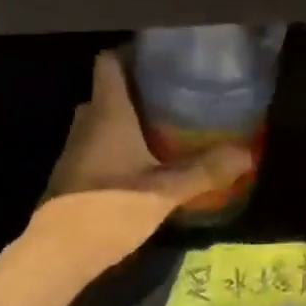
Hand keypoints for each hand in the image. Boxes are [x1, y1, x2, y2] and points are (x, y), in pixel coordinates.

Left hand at [31, 51, 252, 271]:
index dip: (131, 52)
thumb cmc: (111, 209)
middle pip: (108, 91)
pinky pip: (96, 147)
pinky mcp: (72, 176)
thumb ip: (205, 171)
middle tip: (173, 95)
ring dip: (127, 120)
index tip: (162, 56)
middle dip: (137, 90)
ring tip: (164, 127)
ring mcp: (74, 150)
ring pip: (101, 121)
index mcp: (107, 113)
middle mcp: (86, 123)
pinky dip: (117, 147)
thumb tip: (247, 154)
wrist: (58, 253)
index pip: (109, 62)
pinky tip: (143, 164)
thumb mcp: (165, 191)